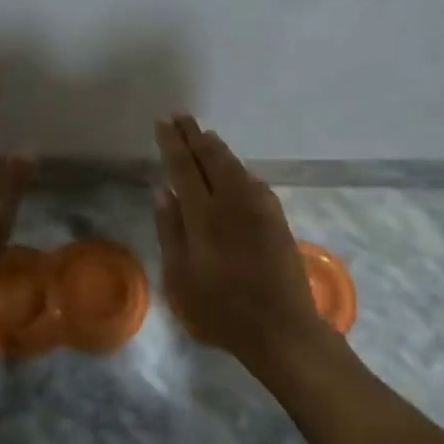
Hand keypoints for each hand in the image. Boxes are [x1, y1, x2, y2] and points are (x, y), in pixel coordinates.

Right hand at [154, 114, 325, 369]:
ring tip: (204, 135)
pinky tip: (233, 169)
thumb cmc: (221, 309)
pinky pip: (251, 180)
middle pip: (211, 158)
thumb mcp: (180, 278)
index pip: (183, 167)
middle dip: (194, 135)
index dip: (172, 144)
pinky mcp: (276, 218)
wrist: (281, 328)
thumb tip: (162, 191)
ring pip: (234, 165)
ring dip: (216, 148)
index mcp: (204, 215)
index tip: (163, 124)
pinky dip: (236, 167)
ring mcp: (258, 207)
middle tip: (181, 116)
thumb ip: (170, 231)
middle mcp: (232, 201)